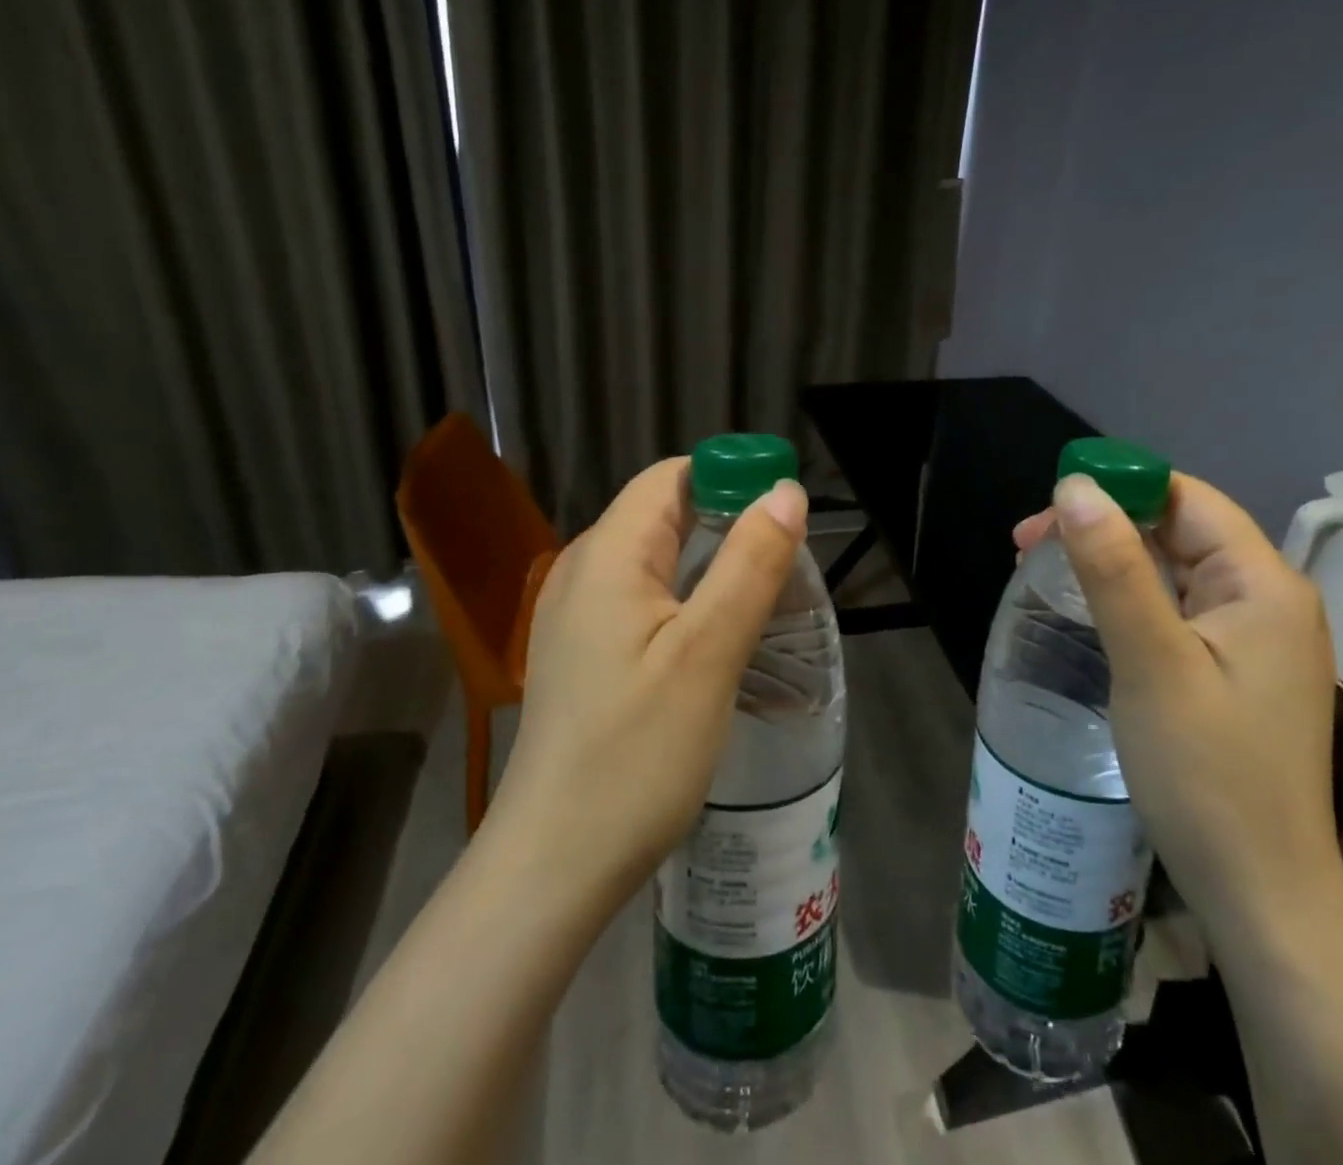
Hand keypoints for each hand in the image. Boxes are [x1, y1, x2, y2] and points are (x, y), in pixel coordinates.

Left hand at [488, 457, 808, 909]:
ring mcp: (576, 614)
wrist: (555, 865)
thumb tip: (785, 491)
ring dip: (712, 563)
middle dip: (728, 523)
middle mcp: (583, 570)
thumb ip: (749, 564)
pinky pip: (643, 597)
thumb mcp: (708, 653)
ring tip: (766, 599)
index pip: (671, 477)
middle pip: (664, 514)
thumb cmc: (636, 755)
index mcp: (608, 555)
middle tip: (787, 565)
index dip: (730, 477)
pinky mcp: (583, 651)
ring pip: (656, 558)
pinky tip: (718, 637)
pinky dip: (688, 598)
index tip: (785, 512)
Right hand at [1015, 472, 1342, 952]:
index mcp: (1263, 584)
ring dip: (1112, 561)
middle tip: (1028, 545)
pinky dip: (1130, 598)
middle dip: (1105, 525)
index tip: (1046, 510)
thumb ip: (1114, 569)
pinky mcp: (1235, 671)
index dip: (1117, 487)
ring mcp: (1254, 639)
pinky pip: (1178, 609)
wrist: (1260, 894)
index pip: (1186, 499)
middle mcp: (1268, 600)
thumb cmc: (1207, 774)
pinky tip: (1092, 612)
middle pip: (1179, 530)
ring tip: (1046, 570)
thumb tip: (1075, 488)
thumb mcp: (1151, 662)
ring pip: (1174, 570)